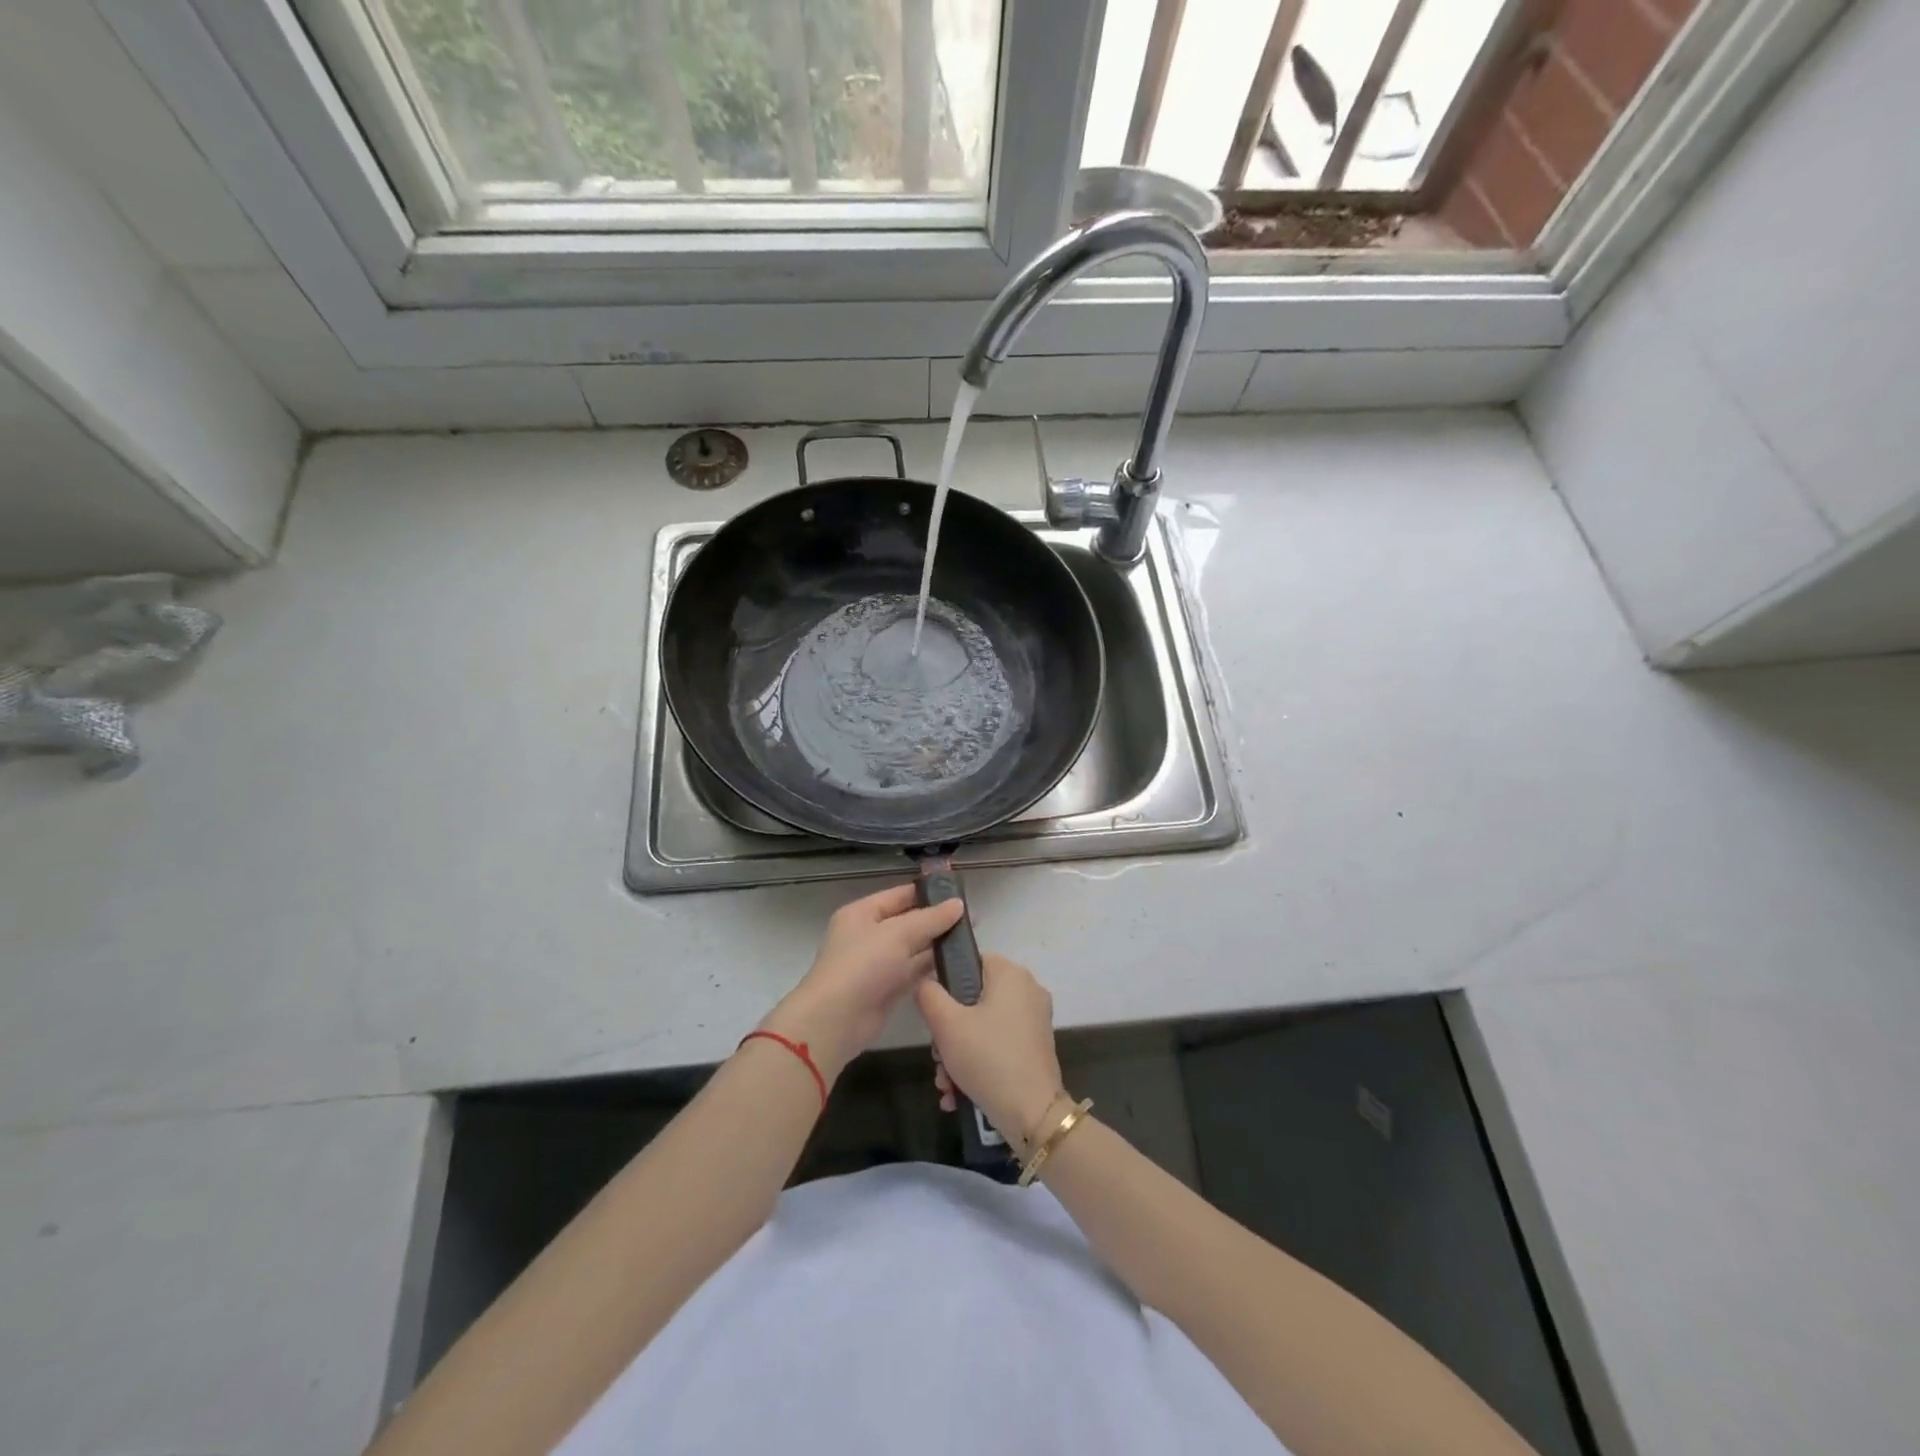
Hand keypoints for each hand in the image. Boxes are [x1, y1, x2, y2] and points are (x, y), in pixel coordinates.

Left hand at [759, 883, 963, 1083]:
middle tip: (973, 919)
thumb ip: (930, 919)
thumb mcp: (898, 933)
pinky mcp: (888, 989)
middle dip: (938, 920)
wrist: (836, 1020)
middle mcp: (869, 935)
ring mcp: (878, 964)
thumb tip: (959, 904)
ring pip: (914, 948)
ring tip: (971, 940)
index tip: (960, 894)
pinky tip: (957, 964)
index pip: (900, 895)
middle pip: (909, 922)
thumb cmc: (863, 965)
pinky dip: (932, 968)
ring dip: (938, 945)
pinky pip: (914, 972)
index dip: (929, 893)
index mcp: (863, 913)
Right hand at [917, 953, 1065, 1149]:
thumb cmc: (987, 1057)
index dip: (947, 983)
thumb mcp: (946, 1024)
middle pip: (974, 999)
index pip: (972, 961)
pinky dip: (978, 1064)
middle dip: (949, 1032)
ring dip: (958, 1054)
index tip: (935, 1013)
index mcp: (1011, 974)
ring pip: (984, 1026)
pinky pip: (998, 1045)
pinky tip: (958, 1093)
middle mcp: (1028, 991)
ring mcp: (1035, 1021)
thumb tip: (927, 985)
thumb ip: (929, 995)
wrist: (1032, 1114)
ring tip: (946, 1084)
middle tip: (937, 1056)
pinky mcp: (1036, 1048)